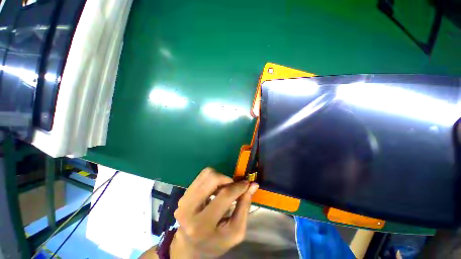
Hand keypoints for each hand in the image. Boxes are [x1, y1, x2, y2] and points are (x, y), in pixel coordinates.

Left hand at [171, 168, 258, 257]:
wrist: (189, 246)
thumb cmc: (215, 242)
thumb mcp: (235, 232)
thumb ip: (244, 207)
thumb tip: (253, 185)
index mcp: (202, 225)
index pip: (224, 195)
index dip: (238, 187)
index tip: (247, 183)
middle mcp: (189, 208)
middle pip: (212, 178)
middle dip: (227, 179)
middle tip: (234, 187)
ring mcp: (184, 199)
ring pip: (206, 174)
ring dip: (220, 178)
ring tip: (224, 189)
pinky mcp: (184, 193)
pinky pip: (202, 176)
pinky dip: (213, 178)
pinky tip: (215, 189)